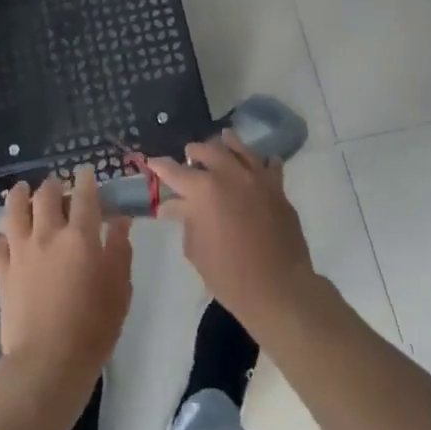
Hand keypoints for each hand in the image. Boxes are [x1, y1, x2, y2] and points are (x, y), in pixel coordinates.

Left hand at [0, 170, 133, 408]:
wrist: (49, 361)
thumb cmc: (93, 327)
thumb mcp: (119, 288)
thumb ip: (119, 250)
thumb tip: (120, 220)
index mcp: (80, 236)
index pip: (85, 196)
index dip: (87, 180)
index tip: (87, 171)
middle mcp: (47, 235)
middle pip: (46, 196)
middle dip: (52, 185)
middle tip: (56, 184)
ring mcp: (21, 251)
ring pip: (14, 211)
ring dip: (18, 195)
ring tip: (20, 189)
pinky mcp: (2, 271)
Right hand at [151, 132, 319, 333]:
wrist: (278, 288)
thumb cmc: (229, 275)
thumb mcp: (196, 250)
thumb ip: (187, 220)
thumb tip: (179, 205)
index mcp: (203, 190)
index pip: (174, 171)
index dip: (160, 166)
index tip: (152, 162)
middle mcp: (229, 175)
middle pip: (207, 149)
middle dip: (193, 152)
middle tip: (188, 157)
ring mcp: (257, 179)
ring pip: (239, 148)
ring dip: (226, 144)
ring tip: (222, 141)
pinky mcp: (278, 189)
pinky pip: (270, 165)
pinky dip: (262, 161)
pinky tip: (258, 163)